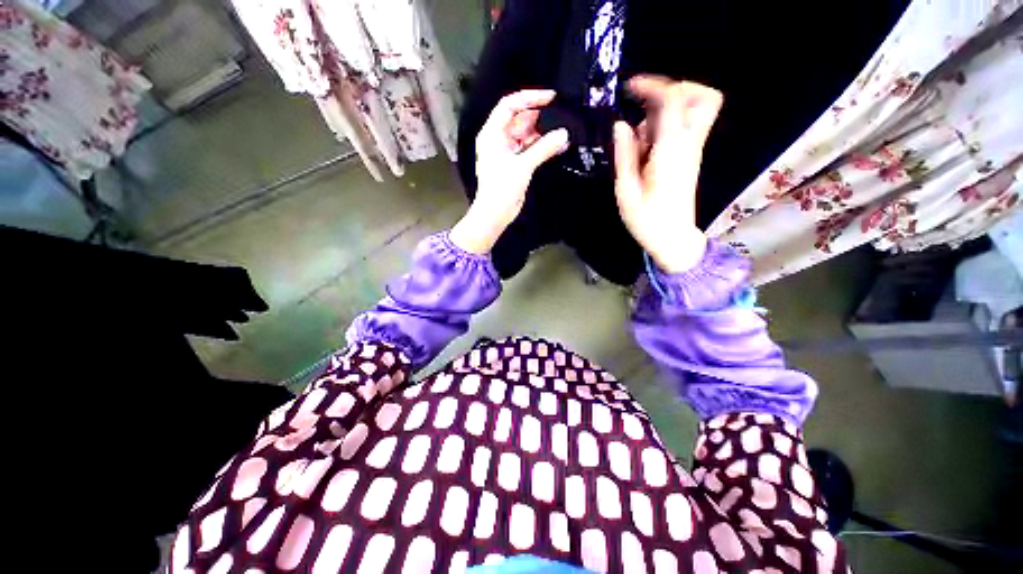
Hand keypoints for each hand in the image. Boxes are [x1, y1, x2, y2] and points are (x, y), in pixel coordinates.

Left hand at [450, 90, 569, 253]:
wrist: (495, 213)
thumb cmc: (501, 188)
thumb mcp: (522, 165)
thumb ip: (544, 148)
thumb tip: (563, 134)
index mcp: (492, 134)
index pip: (509, 105)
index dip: (529, 98)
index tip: (550, 97)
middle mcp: (499, 139)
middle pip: (520, 119)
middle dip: (539, 116)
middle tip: (560, 114)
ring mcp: (507, 152)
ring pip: (527, 135)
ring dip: (543, 133)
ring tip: (562, 131)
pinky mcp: (515, 164)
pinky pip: (530, 149)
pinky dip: (542, 147)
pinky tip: (558, 145)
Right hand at [613, 76, 722, 272]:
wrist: (672, 238)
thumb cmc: (647, 220)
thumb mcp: (626, 190)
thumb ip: (624, 155)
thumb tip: (620, 124)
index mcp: (670, 152)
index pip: (673, 101)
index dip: (653, 86)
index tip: (630, 87)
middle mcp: (688, 145)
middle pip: (703, 97)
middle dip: (675, 89)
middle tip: (646, 103)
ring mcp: (692, 150)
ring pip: (694, 110)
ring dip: (665, 112)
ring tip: (639, 137)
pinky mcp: (690, 157)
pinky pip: (684, 127)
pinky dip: (665, 127)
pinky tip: (645, 147)